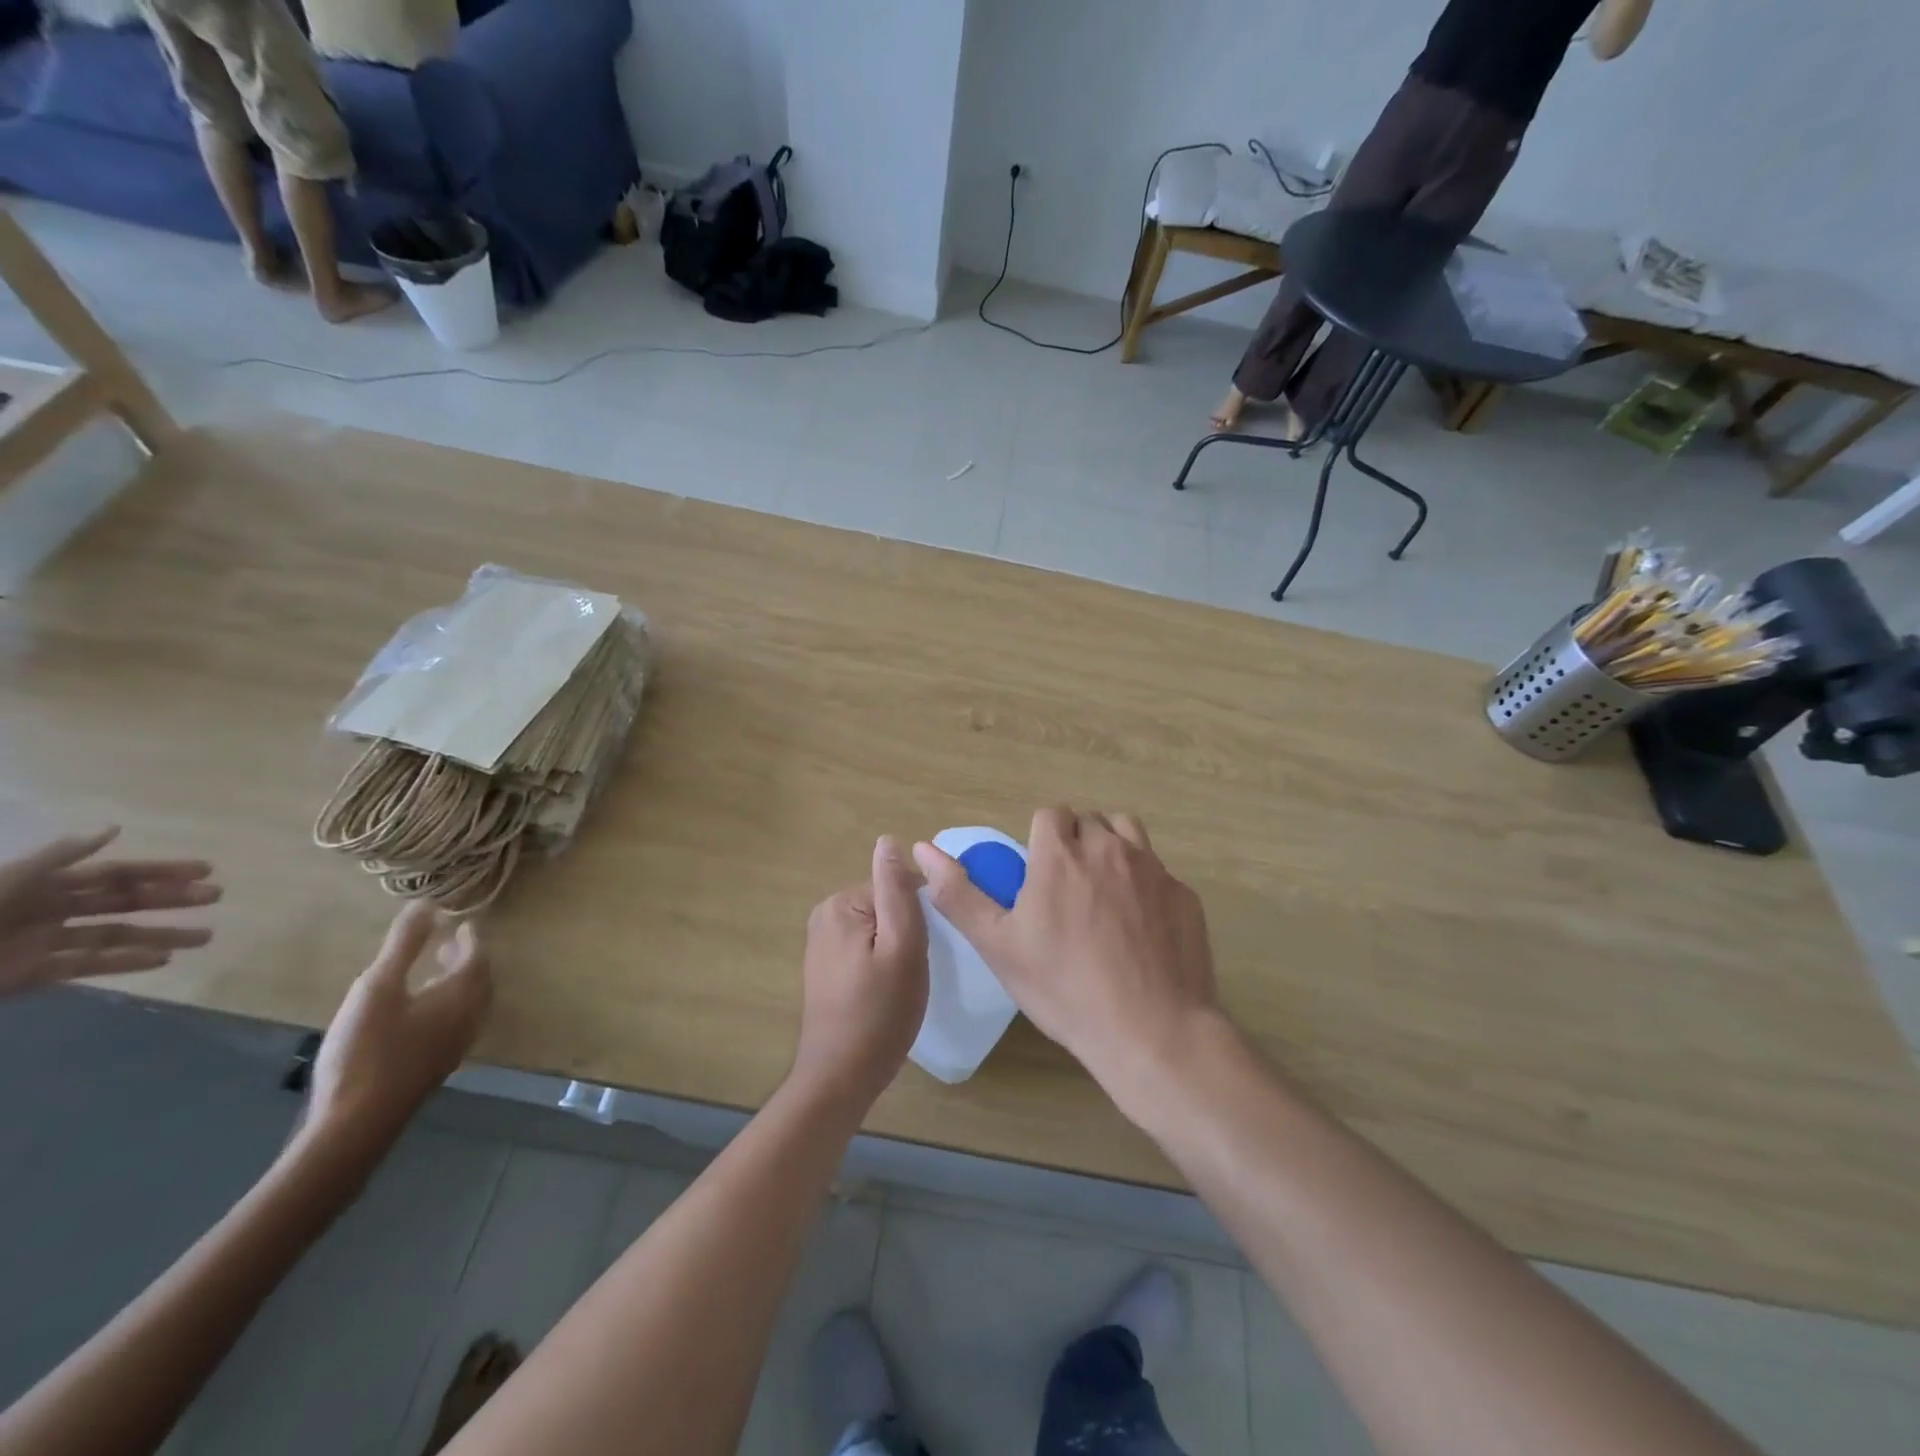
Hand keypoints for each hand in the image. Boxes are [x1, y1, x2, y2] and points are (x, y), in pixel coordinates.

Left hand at [0, 828, 219, 996]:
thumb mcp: (5, 881)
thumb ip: (57, 857)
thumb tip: (113, 829)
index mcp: (43, 884)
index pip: (116, 873)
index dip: (161, 870)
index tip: (205, 869)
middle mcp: (50, 910)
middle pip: (123, 902)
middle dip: (171, 899)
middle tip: (216, 897)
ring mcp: (42, 943)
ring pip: (115, 936)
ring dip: (161, 935)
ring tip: (205, 937)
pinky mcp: (33, 975)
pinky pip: (88, 967)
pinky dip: (126, 963)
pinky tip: (162, 961)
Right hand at [304, 902, 491, 1158]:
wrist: (355, 1126)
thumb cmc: (367, 1050)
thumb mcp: (378, 989)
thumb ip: (404, 945)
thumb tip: (426, 903)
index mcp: (463, 996)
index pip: (479, 957)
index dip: (471, 939)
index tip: (461, 924)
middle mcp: (469, 1019)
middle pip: (479, 980)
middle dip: (468, 959)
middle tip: (450, 943)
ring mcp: (455, 1047)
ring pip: (469, 1005)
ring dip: (458, 984)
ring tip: (434, 972)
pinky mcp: (436, 1069)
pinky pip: (455, 1025)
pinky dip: (447, 1007)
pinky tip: (418, 1015)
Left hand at [793, 836, 928, 1107]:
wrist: (840, 1078)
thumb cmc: (879, 1013)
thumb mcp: (902, 947)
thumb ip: (897, 891)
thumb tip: (888, 840)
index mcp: (840, 904)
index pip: (898, 889)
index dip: (921, 918)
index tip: (927, 951)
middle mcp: (824, 915)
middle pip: (887, 907)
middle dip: (908, 934)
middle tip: (913, 972)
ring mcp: (822, 942)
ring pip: (879, 929)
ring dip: (897, 950)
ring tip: (901, 985)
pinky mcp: (826, 966)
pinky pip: (866, 948)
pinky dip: (882, 964)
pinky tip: (886, 993)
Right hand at [913, 806, 1219, 1094]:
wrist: (1152, 1031)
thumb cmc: (1064, 989)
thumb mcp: (998, 946)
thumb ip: (959, 893)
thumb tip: (921, 848)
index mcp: (1061, 855)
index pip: (1050, 814)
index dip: (1041, 837)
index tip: (1038, 873)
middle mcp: (1109, 848)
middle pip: (1089, 821)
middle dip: (1075, 842)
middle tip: (1066, 889)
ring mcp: (1153, 869)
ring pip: (1128, 833)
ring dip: (1112, 849)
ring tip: (1103, 894)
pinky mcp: (1185, 895)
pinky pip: (1159, 871)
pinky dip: (1145, 883)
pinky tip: (1141, 927)